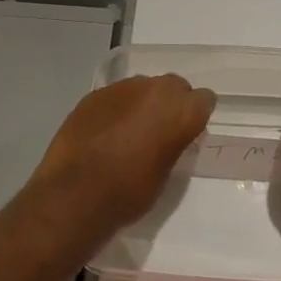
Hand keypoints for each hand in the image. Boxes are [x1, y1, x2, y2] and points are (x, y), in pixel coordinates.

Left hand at [30, 74, 215, 237]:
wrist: (76, 194)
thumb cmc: (130, 192)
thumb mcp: (166, 172)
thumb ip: (174, 144)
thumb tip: (171, 136)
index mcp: (181, 111)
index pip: (204, 99)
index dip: (196, 116)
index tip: (188, 132)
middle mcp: (155, 90)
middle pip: (174, 86)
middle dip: (170, 103)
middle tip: (160, 129)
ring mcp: (122, 88)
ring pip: (143, 87)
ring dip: (142, 103)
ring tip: (129, 130)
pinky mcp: (94, 94)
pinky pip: (115, 96)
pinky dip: (116, 109)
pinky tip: (105, 131)